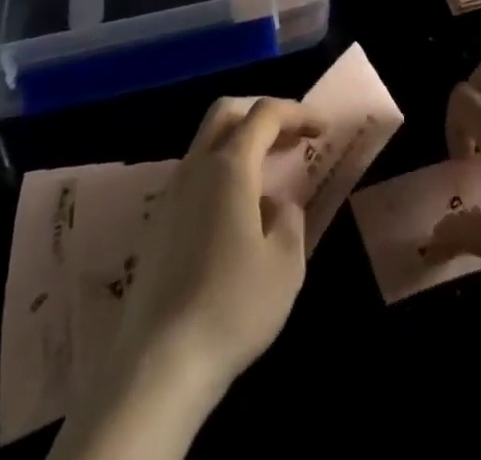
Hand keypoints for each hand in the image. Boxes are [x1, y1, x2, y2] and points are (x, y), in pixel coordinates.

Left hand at [105, 96, 318, 404]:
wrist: (158, 365)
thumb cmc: (232, 307)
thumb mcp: (285, 265)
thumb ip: (290, 220)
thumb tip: (278, 205)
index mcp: (229, 166)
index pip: (265, 114)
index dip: (297, 113)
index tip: (323, 129)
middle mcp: (195, 168)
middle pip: (226, 113)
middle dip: (262, 115)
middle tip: (292, 138)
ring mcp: (170, 195)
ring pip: (206, 144)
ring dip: (241, 145)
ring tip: (270, 178)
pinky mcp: (157, 225)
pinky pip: (195, 177)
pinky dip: (222, 174)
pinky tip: (239, 215)